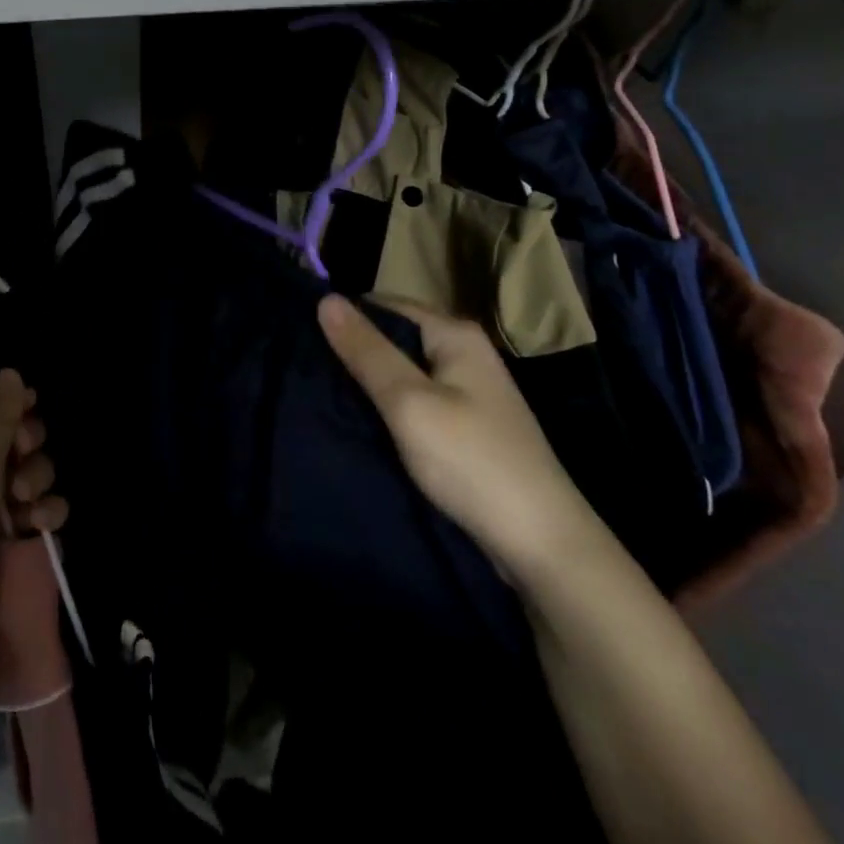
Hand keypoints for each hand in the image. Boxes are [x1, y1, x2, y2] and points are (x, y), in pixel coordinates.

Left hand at [0, 371, 66, 666]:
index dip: (10, 406)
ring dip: (37, 480)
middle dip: (27, 446)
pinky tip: (41, 524)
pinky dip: (43, 511)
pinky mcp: (0, 534)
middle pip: (11, 434)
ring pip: (28, 469)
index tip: (30, 411)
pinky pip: (34, 506)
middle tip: (22, 461)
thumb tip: (11, 371)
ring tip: (26, 503)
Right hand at [318, 295, 606, 585]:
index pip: (384, 304)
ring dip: (368, 380)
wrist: (542, 545)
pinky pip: (415, 398)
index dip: (344, 316)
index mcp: (455, 334)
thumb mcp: (409, 402)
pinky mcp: (466, 424)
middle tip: (305, 365)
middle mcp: (464, 352)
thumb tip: (325, 298)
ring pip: (403, 370)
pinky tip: (359, 418)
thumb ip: (366, 351)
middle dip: (354, 349)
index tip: (300, 334)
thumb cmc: (472, 462)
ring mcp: (468, 389)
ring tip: (320, 389)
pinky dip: (388, 405)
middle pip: (394, 336)